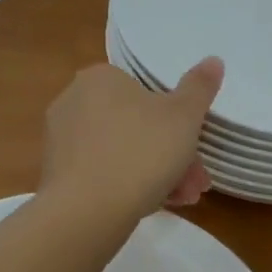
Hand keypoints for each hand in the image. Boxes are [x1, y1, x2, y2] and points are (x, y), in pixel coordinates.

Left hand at [39, 57, 223, 219]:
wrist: (88, 211)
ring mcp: (62, 140)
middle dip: (173, 155)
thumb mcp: (184, 116)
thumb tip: (214, 60)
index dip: (179, 121)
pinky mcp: (58, 174)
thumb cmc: (141, 151)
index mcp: (100, 78)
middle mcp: (74, 101)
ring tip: (183, 200)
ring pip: (123, 152)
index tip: (197, 147)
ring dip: (158, 174)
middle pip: (137, 125)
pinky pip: (103, 173)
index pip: (145, 91)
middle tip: (196, 182)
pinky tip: (154, 206)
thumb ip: (200, 87)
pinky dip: (129, 186)